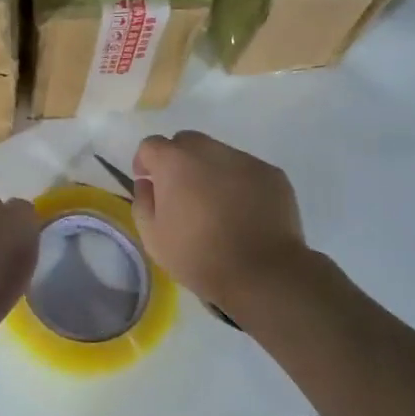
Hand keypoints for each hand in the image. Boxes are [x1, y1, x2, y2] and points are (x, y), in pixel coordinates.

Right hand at [131, 131, 308, 316]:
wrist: (262, 273)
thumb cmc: (198, 257)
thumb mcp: (153, 237)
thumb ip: (142, 202)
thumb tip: (147, 184)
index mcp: (175, 162)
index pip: (151, 145)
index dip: (145, 162)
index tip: (149, 183)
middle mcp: (210, 151)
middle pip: (186, 142)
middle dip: (178, 160)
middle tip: (182, 192)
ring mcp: (245, 160)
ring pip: (219, 154)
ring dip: (210, 170)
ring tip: (216, 205)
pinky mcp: (272, 174)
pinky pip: (246, 170)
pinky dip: (239, 183)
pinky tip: (243, 212)